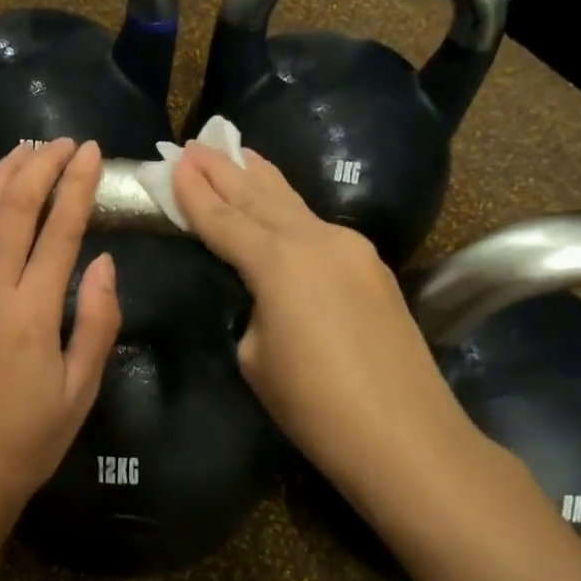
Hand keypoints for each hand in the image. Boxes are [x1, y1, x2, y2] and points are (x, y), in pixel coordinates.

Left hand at [0, 138, 121, 512]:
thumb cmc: (30, 439)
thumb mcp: (80, 390)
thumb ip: (96, 322)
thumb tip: (104, 262)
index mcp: (33, 313)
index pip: (59, 232)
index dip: (77, 186)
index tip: (92, 152)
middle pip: (14, 210)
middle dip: (40, 167)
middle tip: (63, 140)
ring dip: (3, 177)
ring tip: (25, 147)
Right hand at [171, 143, 479, 501]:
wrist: (406, 436)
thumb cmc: (315, 406)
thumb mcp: (256, 357)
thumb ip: (254, 309)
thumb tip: (267, 295)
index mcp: (278, 263)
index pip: (224, 220)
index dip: (194, 194)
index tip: (174, 162)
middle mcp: (316, 240)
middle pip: (259, 197)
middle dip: (225, 170)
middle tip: (196, 144)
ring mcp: (351, 249)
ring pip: (293, 204)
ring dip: (260, 178)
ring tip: (237, 150)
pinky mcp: (372, 267)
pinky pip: (318, 225)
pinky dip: (290, 208)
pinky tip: (281, 201)